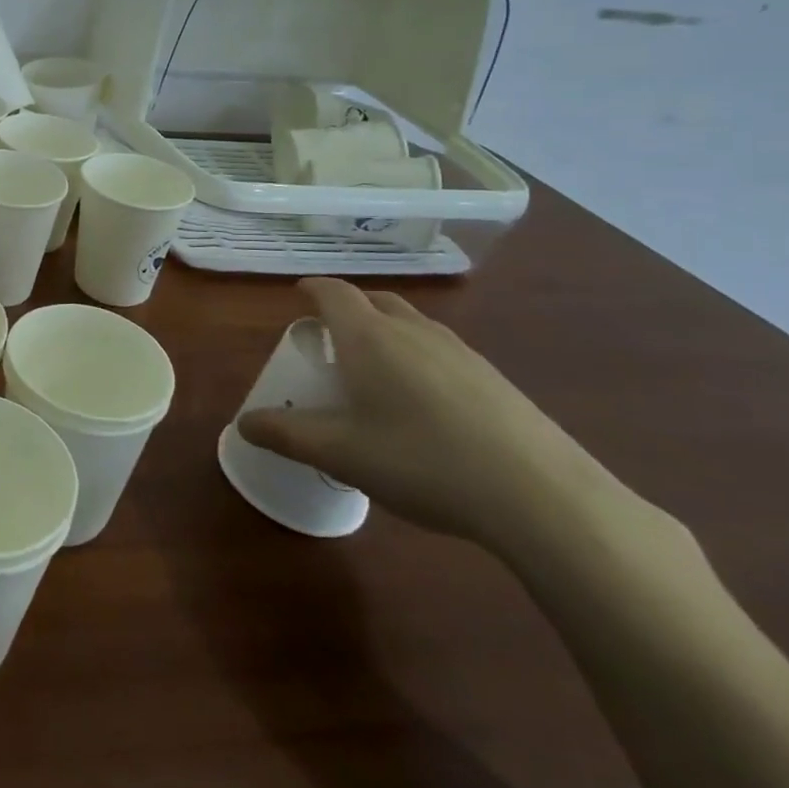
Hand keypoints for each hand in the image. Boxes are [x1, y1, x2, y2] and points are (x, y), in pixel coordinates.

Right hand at [237, 278, 617, 549]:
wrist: (544, 498)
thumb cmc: (423, 462)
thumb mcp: (341, 454)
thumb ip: (287, 435)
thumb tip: (244, 424)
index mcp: (369, 337)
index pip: (333, 293)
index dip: (312, 290)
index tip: (298, 296)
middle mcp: (413, 332)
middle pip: (375, 301)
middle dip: (349, 310)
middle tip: (332, 338)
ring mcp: (462, 353)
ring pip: (412, 326)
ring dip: (387, 334)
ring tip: (375, 373)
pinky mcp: (496, 381)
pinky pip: (442, 353)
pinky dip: (420, 360)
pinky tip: (425, 408)